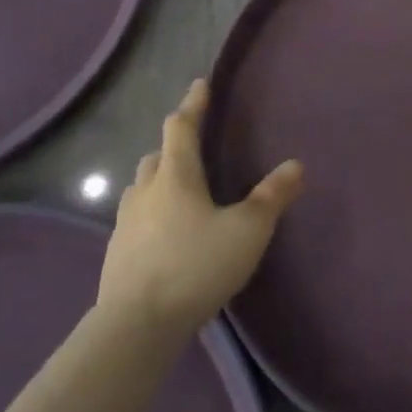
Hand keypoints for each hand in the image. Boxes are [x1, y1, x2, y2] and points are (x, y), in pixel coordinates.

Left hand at [97, 80, 304, 339]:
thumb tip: (296, 164)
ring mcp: (125, 224)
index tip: (200, 84)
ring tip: (177, 190)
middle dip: (174, 145)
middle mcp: (146, 191)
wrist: (135, 326)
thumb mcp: (247, 232)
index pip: (181, 127)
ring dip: (158, 180)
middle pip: (157, 156)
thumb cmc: (195, 267)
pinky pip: (134, 220)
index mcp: (176, 176)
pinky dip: (150, 214)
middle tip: (192, 146)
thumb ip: (272, 198)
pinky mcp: (116, 254)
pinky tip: (162, 235)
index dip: (193, 104)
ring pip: (141, 187)